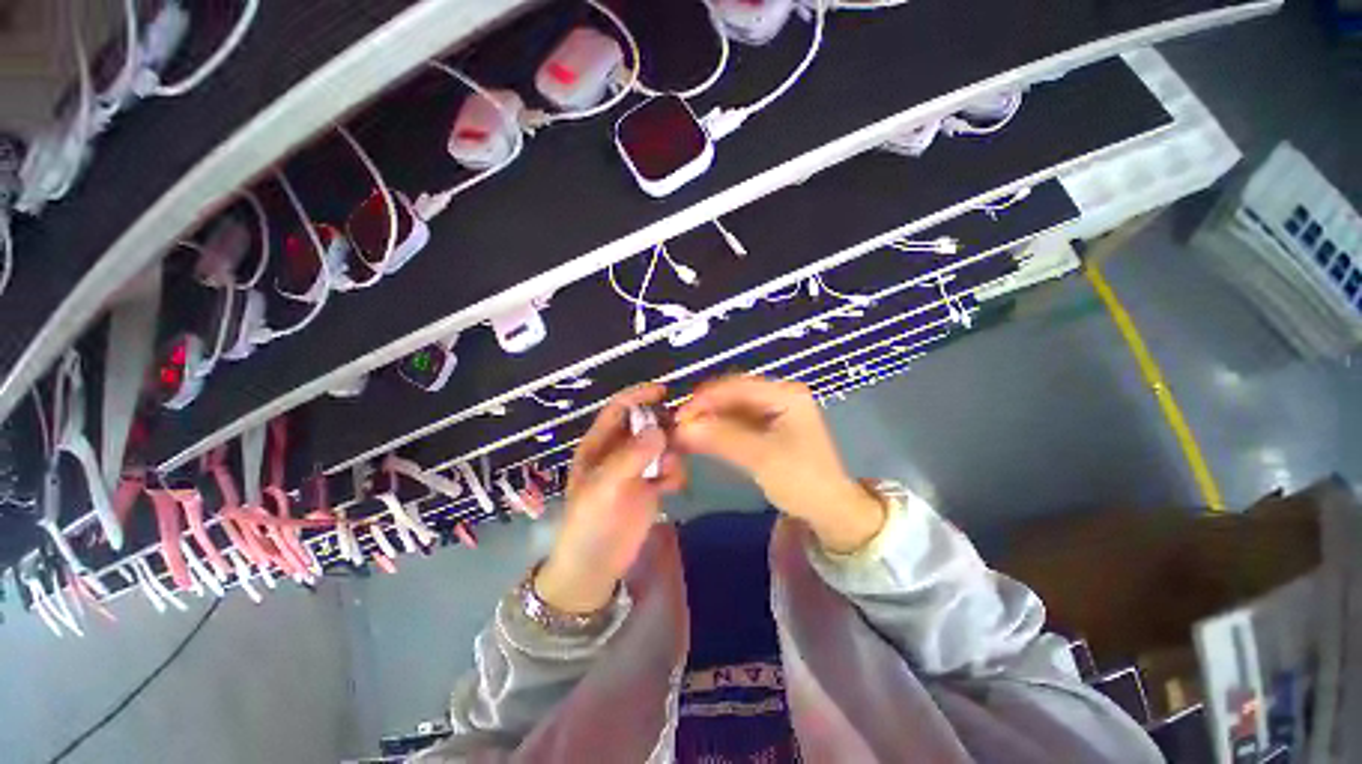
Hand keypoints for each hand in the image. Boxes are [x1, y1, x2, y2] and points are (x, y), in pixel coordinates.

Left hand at [536, 384, 685, 614]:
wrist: (595, 568)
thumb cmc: (589, 524)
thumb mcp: (603, 488)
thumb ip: (630, 458)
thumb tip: (660, 430)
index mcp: (598, 445)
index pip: (618, 409)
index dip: (638, 396)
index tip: (663, 391)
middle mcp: (618, 451)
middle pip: (645, 425)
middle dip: (662, 426)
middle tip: (679, 435)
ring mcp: (636, 469)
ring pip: (661, 446)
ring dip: (671, 453)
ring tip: (669, 471)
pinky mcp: (650, 487)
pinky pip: (670, 468)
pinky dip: (675, 473)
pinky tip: (671, 488)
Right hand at [674, 376, 884, 553]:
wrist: (829, 510)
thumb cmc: (802, 479)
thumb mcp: (760, 457)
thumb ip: (720, 438)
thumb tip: (680, 428)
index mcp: (785, 393)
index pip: (736, 386)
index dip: (705, 399)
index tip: (678, 416)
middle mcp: (779, 395)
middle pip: (733, 395)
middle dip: (705, 409)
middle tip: (677, 425)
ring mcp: (773, 411)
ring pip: (732, 409)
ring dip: (708, 419)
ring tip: (683, 432)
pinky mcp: (767, 428)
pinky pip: (737, 422)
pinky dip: (718, 430)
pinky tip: (700, 437)